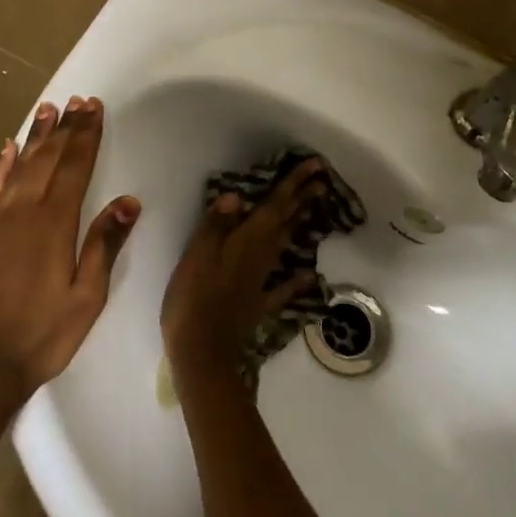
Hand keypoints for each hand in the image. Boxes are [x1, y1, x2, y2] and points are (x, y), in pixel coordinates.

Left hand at [0, 97, 139, 398]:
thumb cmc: (42, 335)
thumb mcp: (87, 297)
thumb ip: (105, 245)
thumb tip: (128, 200)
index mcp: (54, 225)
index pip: (74, 168)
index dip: (86, 136)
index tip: (93, 108)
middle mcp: (21, 213)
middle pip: (47, 160)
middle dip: (64, 129)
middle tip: (76, 101)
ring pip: (17, 168)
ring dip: (34, 137)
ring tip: (47, 109)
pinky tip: (7, 149)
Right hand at [160, 157, 327, 382]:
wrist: (202, 350)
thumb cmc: (193, 297)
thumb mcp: (197, 255)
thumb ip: (216, 224)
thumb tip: (239, 195)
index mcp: (246, 241)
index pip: (274, 206)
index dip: (293, 184)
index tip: (315, 166)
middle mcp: (260, 257)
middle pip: (285, 222)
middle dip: (302, 199)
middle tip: (322, 180)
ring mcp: (262, 282)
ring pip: (285, 247)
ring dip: (299, 226)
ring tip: (313, 210)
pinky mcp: (258, 304)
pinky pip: (282, 288)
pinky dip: (296, 280)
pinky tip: (309, 274)